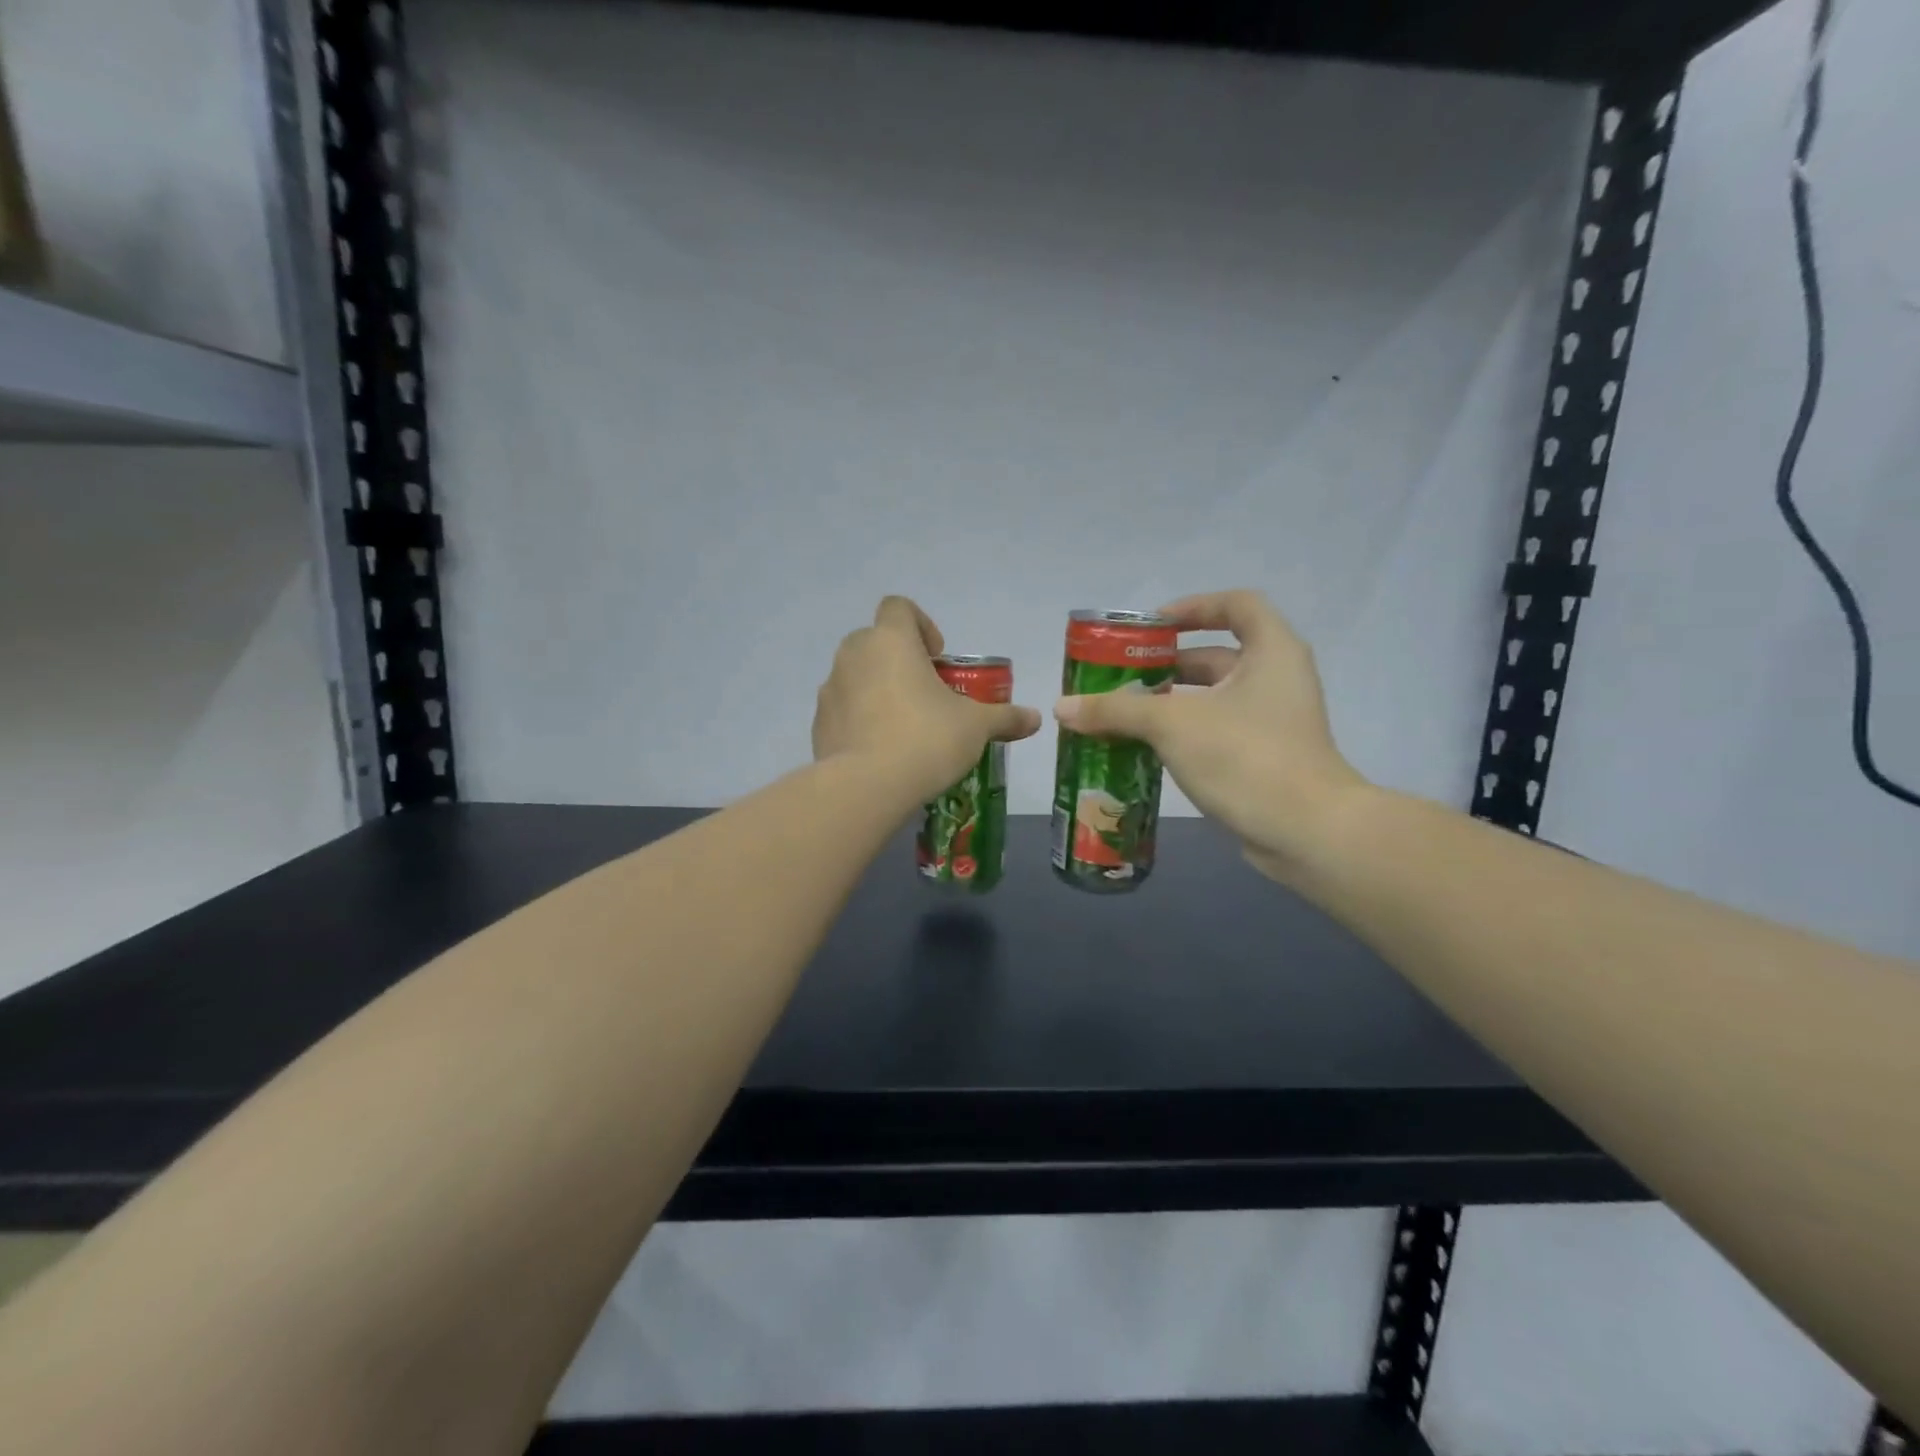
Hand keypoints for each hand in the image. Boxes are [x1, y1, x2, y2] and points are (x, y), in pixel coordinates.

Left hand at [814, 596, 1041, 804]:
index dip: (921, 624)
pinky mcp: (818, 722)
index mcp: (891, 641)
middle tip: (926, 693)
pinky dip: (859, 718)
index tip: (938, 657)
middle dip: (900, 659)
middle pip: (875, 640)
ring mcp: (830, 689)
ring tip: (903, 725)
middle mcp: (854, 655)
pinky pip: (842, 708)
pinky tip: (880, 748)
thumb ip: (1004, 717)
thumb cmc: (927, 739)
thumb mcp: (975, 727)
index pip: (899, 607)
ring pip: (855, 675)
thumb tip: (1036, 719)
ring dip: (877, 688)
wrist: (867, 787)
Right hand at [1053, 589, 1369, 880]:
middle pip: (1215, 655)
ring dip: (1168, 703)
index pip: (1236, 605)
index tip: (1152, 626)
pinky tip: (1143, 748)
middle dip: (1165, 665)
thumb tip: (1062, 707)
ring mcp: (1273, 721)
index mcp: (1270, 651)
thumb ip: (1115, 709)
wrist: (1306, 832)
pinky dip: (1181, 733)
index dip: (1193, 607)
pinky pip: (1215, 732)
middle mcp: (1277, 678)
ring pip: (1212, 699)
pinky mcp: (1264, 757)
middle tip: (1118, 677)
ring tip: (1119, 714)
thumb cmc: (1245, 756)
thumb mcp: (1172, 724)